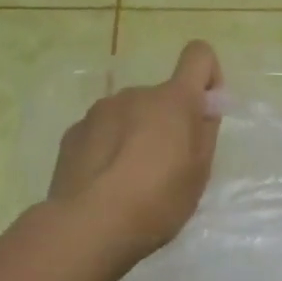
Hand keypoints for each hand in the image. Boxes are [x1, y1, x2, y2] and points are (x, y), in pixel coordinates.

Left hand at [49, 41, 222, 262]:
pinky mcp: (73, 133)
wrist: (89, 225)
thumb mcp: (198, 174)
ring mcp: (99, 111)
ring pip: (129, 115)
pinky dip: (109, 149)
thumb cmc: (157, 201)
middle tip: (166, 169)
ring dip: (136, 135)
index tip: (205, 112)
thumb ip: (204, 132)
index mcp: (173, 100)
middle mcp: (134, 94)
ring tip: (131, 181)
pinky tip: (105, 184)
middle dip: (167, 122)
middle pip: (161, 97)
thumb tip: (203, 107)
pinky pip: (102, 132)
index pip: (199, 55)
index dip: (208, 77)